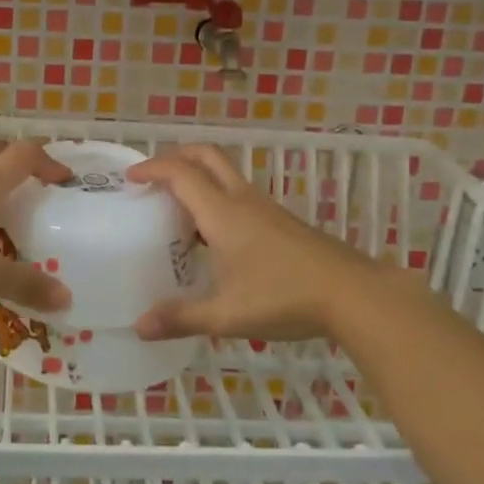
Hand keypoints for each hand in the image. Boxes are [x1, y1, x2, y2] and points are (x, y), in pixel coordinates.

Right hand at [127, 145, 386, 342]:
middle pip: (207, 157)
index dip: (152, 168)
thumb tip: (139, 326)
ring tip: (176, 208)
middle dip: (176, 157)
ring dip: (198, 178)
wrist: (354, 294)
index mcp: (223, 213)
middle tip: (152, 176)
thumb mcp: (228, 314)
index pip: (181, 174)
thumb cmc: (285, 298)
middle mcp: (243, 201)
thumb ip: (182, 318)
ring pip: (225, 175)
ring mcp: (266, 209)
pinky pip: (239, 195)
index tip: (130, 177)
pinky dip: (216, 198)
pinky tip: (213, 236)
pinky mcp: (281, 221)